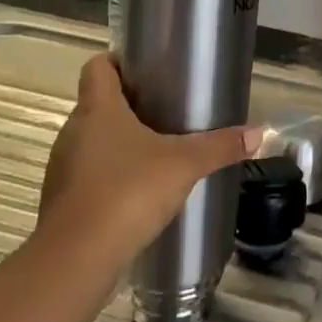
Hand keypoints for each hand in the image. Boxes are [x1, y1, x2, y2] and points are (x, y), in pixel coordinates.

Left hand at [37, 55, 259, 262]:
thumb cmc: (127, 192)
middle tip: (165, 111)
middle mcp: (74, 131)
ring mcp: (63, 167)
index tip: (146, 69)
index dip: (118, 61)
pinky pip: (88, 175)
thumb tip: (259, 133)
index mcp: (98, 109)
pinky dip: (108, 177)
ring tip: (155, 152)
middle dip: (128, 105)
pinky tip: (136, 193)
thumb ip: (220, 147)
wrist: (76, 259)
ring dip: (117, 143)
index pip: (97, 66)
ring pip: (92, 141)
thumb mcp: (184, 165)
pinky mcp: (62, 201)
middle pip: (98, 104)